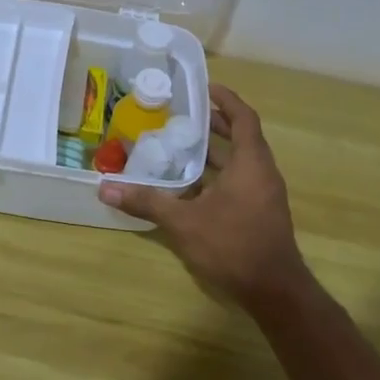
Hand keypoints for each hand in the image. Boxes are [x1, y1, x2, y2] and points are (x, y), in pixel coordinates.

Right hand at [99, 84, 311, 308]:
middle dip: (215, 123)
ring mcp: (264, 195)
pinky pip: (240, 181)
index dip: (226, 99)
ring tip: (181, 144)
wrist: (274, 292)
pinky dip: (218, 174)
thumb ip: (147, 202)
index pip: (243, 117)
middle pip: (242, 137)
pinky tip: (191, 185)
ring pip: (240, 161)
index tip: (204, 87)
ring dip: (215, 151)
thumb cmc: (233, 245)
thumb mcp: (184, 222)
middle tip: (183, 114)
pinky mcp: (260, 213)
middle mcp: (262, 173)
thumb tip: (105, 187)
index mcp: (252, 163)